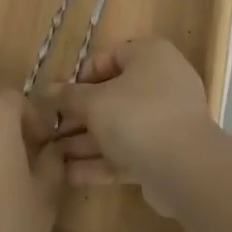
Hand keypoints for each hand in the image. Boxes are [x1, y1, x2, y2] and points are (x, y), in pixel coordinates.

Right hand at [47, 37, 216, 192]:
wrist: (184, 167)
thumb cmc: (136, 116)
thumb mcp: (94, 102)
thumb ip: (68, 96)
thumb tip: (47, 89)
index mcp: (150, 56)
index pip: (109, 57)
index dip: (80, 77)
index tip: (58, 97)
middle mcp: (162, 82)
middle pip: (112, 95)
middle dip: (79, 116)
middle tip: (50, 131)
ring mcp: (166, 120)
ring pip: (119, 127)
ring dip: (85, 142)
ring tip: (51, 157)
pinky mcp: (166, 153)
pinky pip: (129, 152)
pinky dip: (102, 162)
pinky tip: (70, 176)